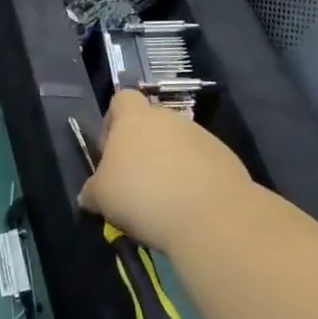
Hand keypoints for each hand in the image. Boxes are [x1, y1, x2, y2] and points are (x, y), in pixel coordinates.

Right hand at [77, 90, 254, 254]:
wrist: (212, 218)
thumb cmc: (143, 196)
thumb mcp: (102, 197)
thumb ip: (92, 190)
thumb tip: (89, 195)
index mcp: (135, 118)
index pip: (121, 100)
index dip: (112, 122)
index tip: (110, 152)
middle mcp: (170, 119)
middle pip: (151, 124)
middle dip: (143, 150)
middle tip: (135, 183)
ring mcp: (203, 138)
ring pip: (178, 146)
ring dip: (170, 166)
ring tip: (165, 202)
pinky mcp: (228, 161)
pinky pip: (203, 166)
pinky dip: (195, 182)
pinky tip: (190, 209)